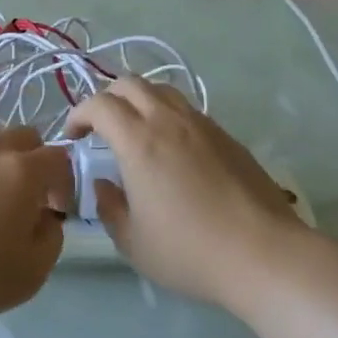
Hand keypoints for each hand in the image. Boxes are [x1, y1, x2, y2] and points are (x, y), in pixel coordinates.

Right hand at [65, 77, 306, 306]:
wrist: (264, 254)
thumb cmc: (190, 252)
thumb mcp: (134, 243)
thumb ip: (109, 208)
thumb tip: (104, 185)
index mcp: (138, 141)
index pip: (99, 104)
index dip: (79, 114)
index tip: (74, 137)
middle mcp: (168, 121)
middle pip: (130, 83)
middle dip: (107, 98)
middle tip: (101, 128)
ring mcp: (201, 124)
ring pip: (162, 90)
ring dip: (139, 101)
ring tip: (136, 131)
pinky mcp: (226, 135)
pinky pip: (187, 110)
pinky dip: (168, 116)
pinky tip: (172, 149)